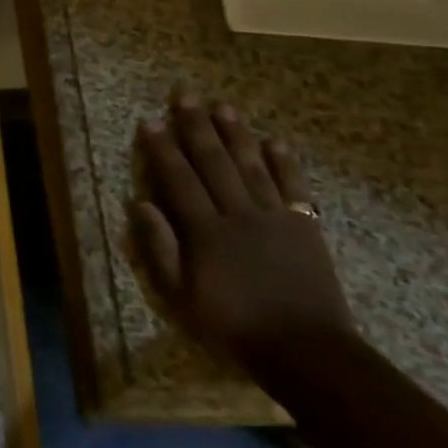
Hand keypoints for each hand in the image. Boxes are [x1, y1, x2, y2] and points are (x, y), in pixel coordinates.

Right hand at [132, 89, 354, 373]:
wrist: (307, 352)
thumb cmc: (235, 327)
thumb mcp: (182, 298)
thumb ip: (160, 249)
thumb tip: (140, 204)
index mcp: (205, 231)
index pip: (178, 178)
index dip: (162, 148)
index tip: (151, 121)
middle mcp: (238, 213)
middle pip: (213, 161)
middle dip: (196, 126)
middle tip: (185, 95)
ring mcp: (274, 217)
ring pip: (251, 165)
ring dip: (236, 134)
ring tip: (223, 106)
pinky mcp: (305, 227)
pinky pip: (294, 187)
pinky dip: (285, 163)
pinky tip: (276, 141)